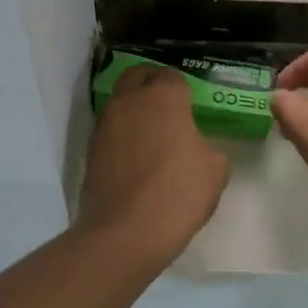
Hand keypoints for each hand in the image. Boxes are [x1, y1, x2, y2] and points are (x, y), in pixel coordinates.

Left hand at [76, 64, 230, 258]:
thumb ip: (206, 146)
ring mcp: (105, 124)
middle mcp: (129, 100)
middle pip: (138, 76)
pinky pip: (111, 129)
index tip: (190, 105)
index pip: (171, 75)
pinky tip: (135, 156)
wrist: (126, 232)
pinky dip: (122, 134)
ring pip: (120, 101)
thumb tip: (192, 146)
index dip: (182, 88)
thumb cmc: (178, 193)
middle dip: (151, 83)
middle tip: (167, 106)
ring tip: (151, 134)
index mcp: (163, 96)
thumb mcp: (215, 169)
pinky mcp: (91, 149)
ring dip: (134, 109)